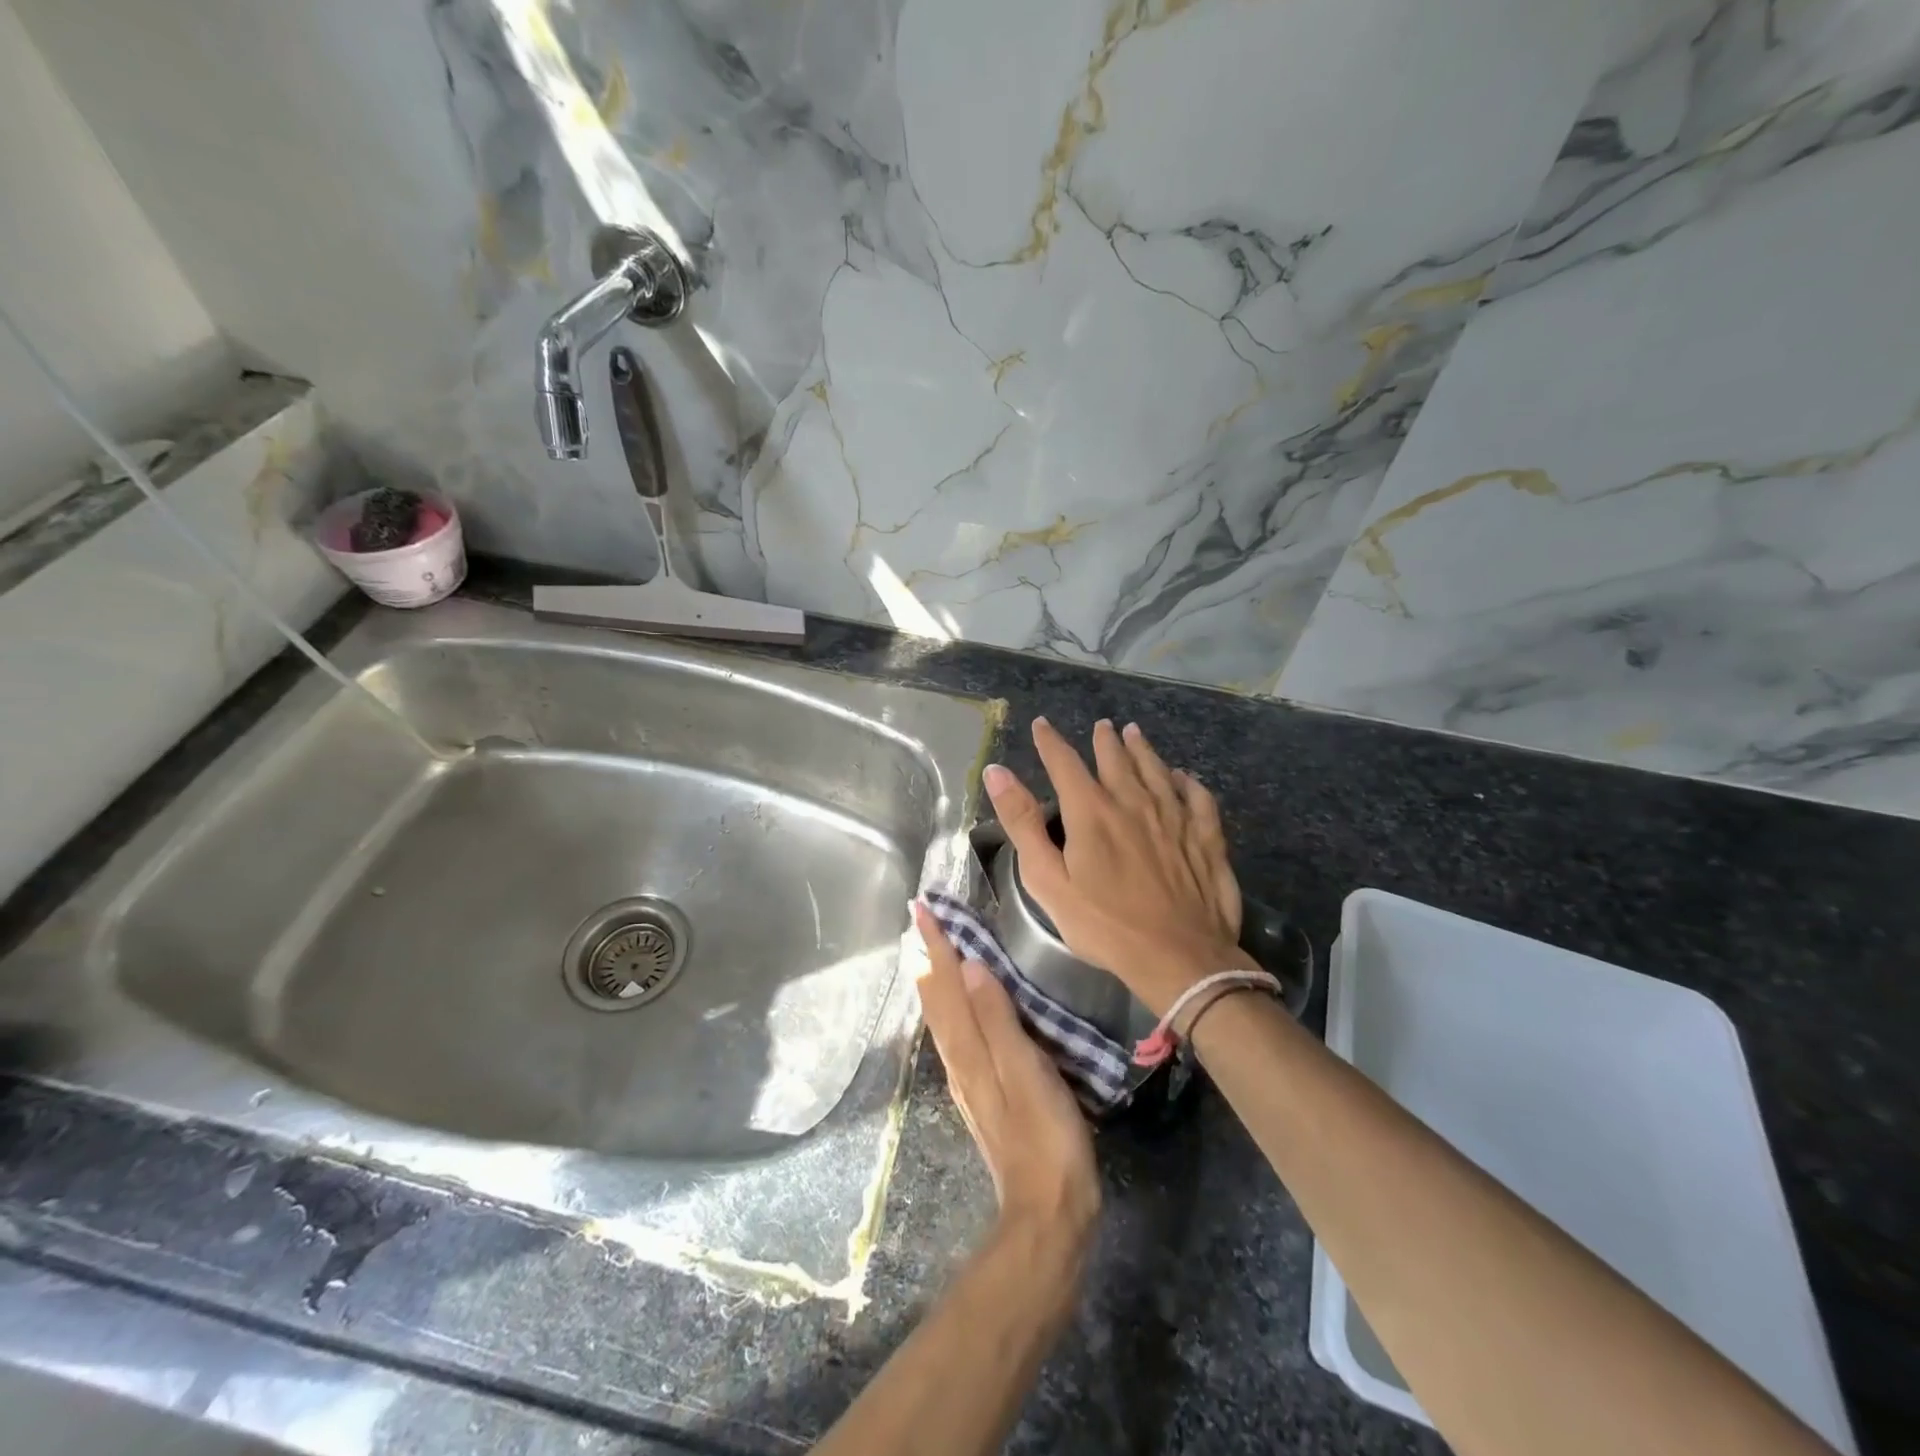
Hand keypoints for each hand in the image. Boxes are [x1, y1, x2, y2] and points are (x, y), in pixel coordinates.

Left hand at [912, 901, 1099, 1249]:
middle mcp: (959, 1059)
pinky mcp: (984, 1091)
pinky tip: (959, 1006)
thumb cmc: (1045, 1136)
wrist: (1048, 1211)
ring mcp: (969, 1077)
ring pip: (942, 1015)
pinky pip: (957, 1032)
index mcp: (968, 1049)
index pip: (945, 985)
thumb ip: (997, 1019)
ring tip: (930, 950)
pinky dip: (950, 1005)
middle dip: (926, 956)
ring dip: (934, 978)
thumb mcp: (1026, 1072)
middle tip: (919, 920)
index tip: (920, 909)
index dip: (934, 946)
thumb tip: (968, 966)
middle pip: (935, 998)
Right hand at [985, 718, 1251, 1014]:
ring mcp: (1174, 816)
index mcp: (1091, 812)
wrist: (1178, 957)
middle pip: (1116, 759)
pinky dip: (1187, 780)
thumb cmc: (1103, 925)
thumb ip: (1022, 823)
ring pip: (1156, 769)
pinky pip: (1197, 796)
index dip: (1050, 741)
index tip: (1042, 724)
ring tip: (1134, 733)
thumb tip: (996, 772)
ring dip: (1143, 749)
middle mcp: (1133, 802)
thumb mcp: (1047, 880)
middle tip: (1102, 726)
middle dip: (1104, 740)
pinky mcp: (1206, 836)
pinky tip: (1183, 776)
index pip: (1065, 763)